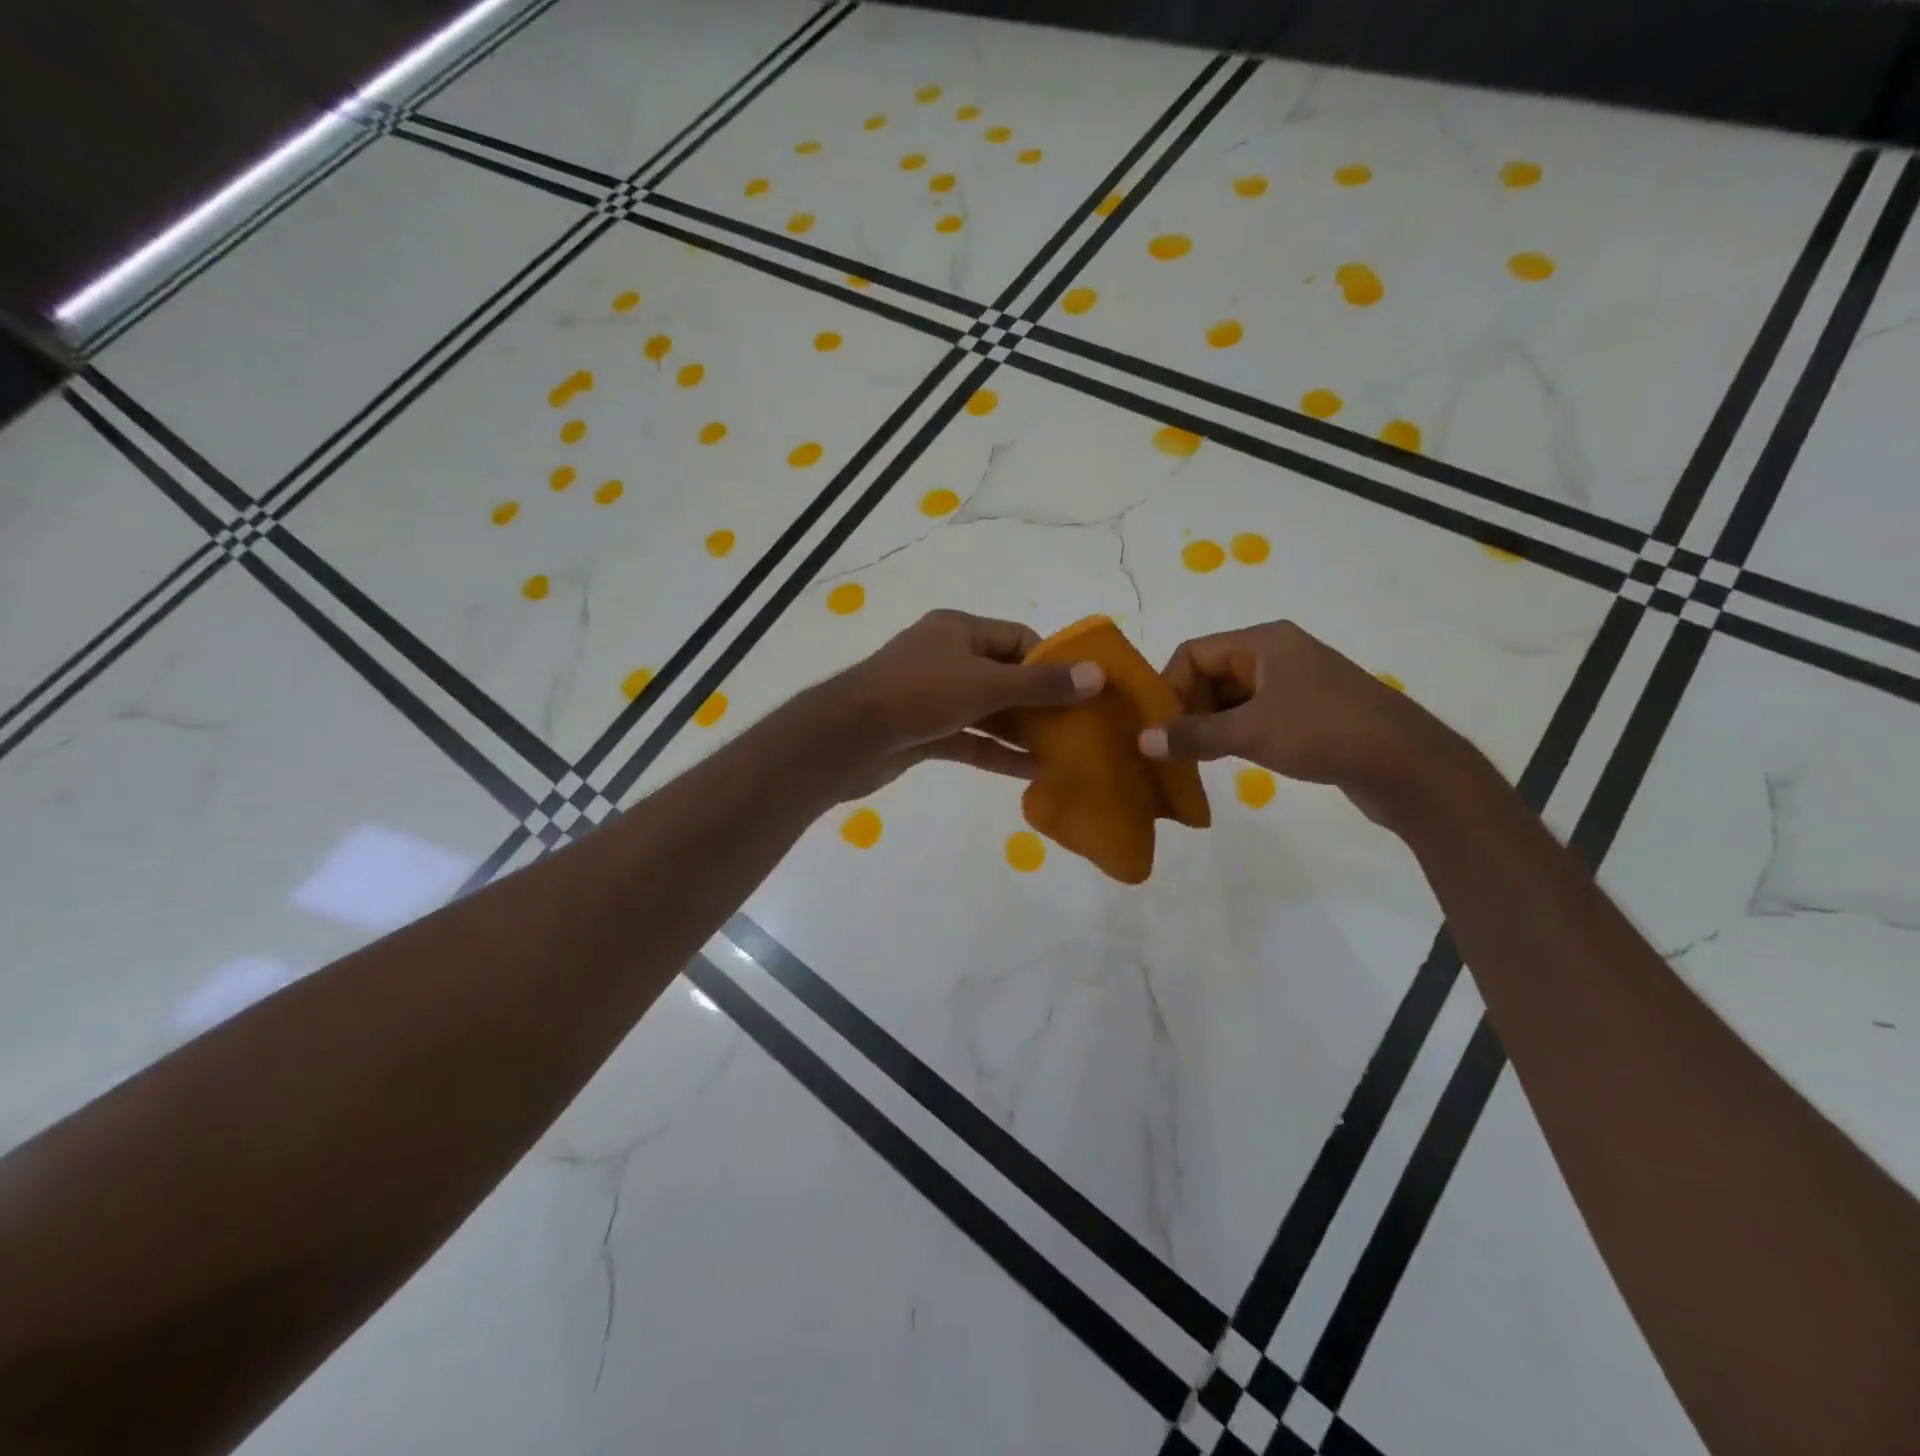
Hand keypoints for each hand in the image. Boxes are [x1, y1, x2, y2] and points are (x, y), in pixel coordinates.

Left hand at [814, 609, 1103, 798]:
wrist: (847, 738)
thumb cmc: (919, 695)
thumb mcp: (986, 685)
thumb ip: (1040, 685)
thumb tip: (1097, 675)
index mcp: (958, 631)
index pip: (1018, 639)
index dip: (1052, 662)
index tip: (1083, 689)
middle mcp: (946, 658)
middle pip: (1005, 677)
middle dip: (1040, 703)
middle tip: (1079, 727)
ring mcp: (933, 697)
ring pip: (988, 712)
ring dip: (1022, 732)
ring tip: (1064, 753)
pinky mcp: (923, 732)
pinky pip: (969, 739)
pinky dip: (996, 753)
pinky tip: (1031, 772)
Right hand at [1138, 620, 1478, 828]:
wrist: (1407, 764)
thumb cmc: (1323, 733)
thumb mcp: (1250, 733)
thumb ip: (1193, 735)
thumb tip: (1143, 740)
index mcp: (1263, 642)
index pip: (1194, 653)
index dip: (1169, 687)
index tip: (1160, 727)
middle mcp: (1277, 654)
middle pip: (1211, 673)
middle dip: (1187, 708)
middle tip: (1174, 747)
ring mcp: (1295, 683)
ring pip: (1232, 697)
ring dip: (1209, 724)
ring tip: (1194, 758)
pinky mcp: (1308, 711)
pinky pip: (1255, 714)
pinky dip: (1234, 733)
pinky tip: (1227, 759)